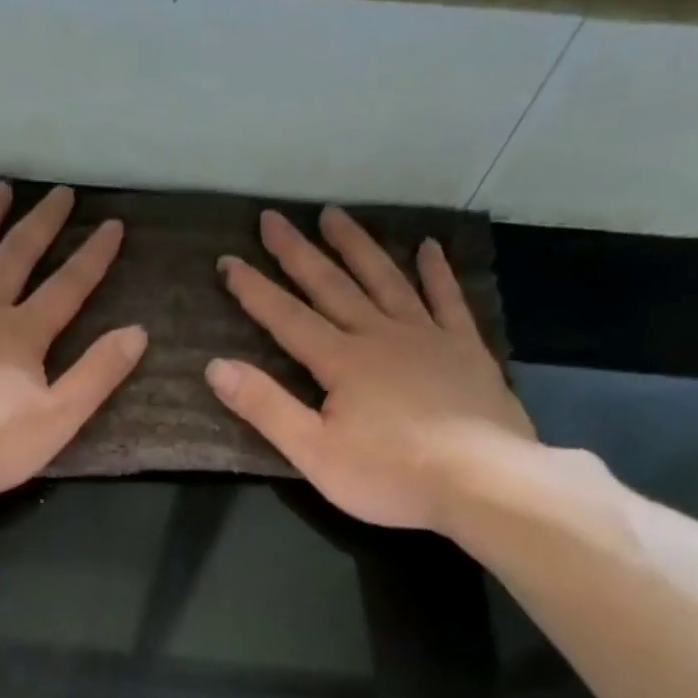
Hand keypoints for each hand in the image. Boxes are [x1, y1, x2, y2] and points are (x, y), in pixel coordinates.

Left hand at [0, 182, 145, 497]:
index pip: (68, 287)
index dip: (93, 256)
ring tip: (1, 188)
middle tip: (60, 192)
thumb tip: (138, 332)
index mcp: (23, 334)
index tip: (112, 224)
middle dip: (42, 223)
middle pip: (17, 256)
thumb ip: (96, 375)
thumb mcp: (56, 420)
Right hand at [208, 208, 535, 532]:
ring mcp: (427, 337)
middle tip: (274, 218)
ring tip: (334, 215)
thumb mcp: (313, 452)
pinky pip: (446, 299)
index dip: (255, 290)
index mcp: (341, 361)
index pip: (287, 318)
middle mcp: (381, 336)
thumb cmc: (389, 475)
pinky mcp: (465, 349)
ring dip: (357, 247)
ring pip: (385, 280)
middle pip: (332, 286)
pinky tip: (428, 247)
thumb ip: (266, 407)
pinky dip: (435, 271)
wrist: (480, 482)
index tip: (228, 261)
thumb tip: (216, 367)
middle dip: (298, 253)